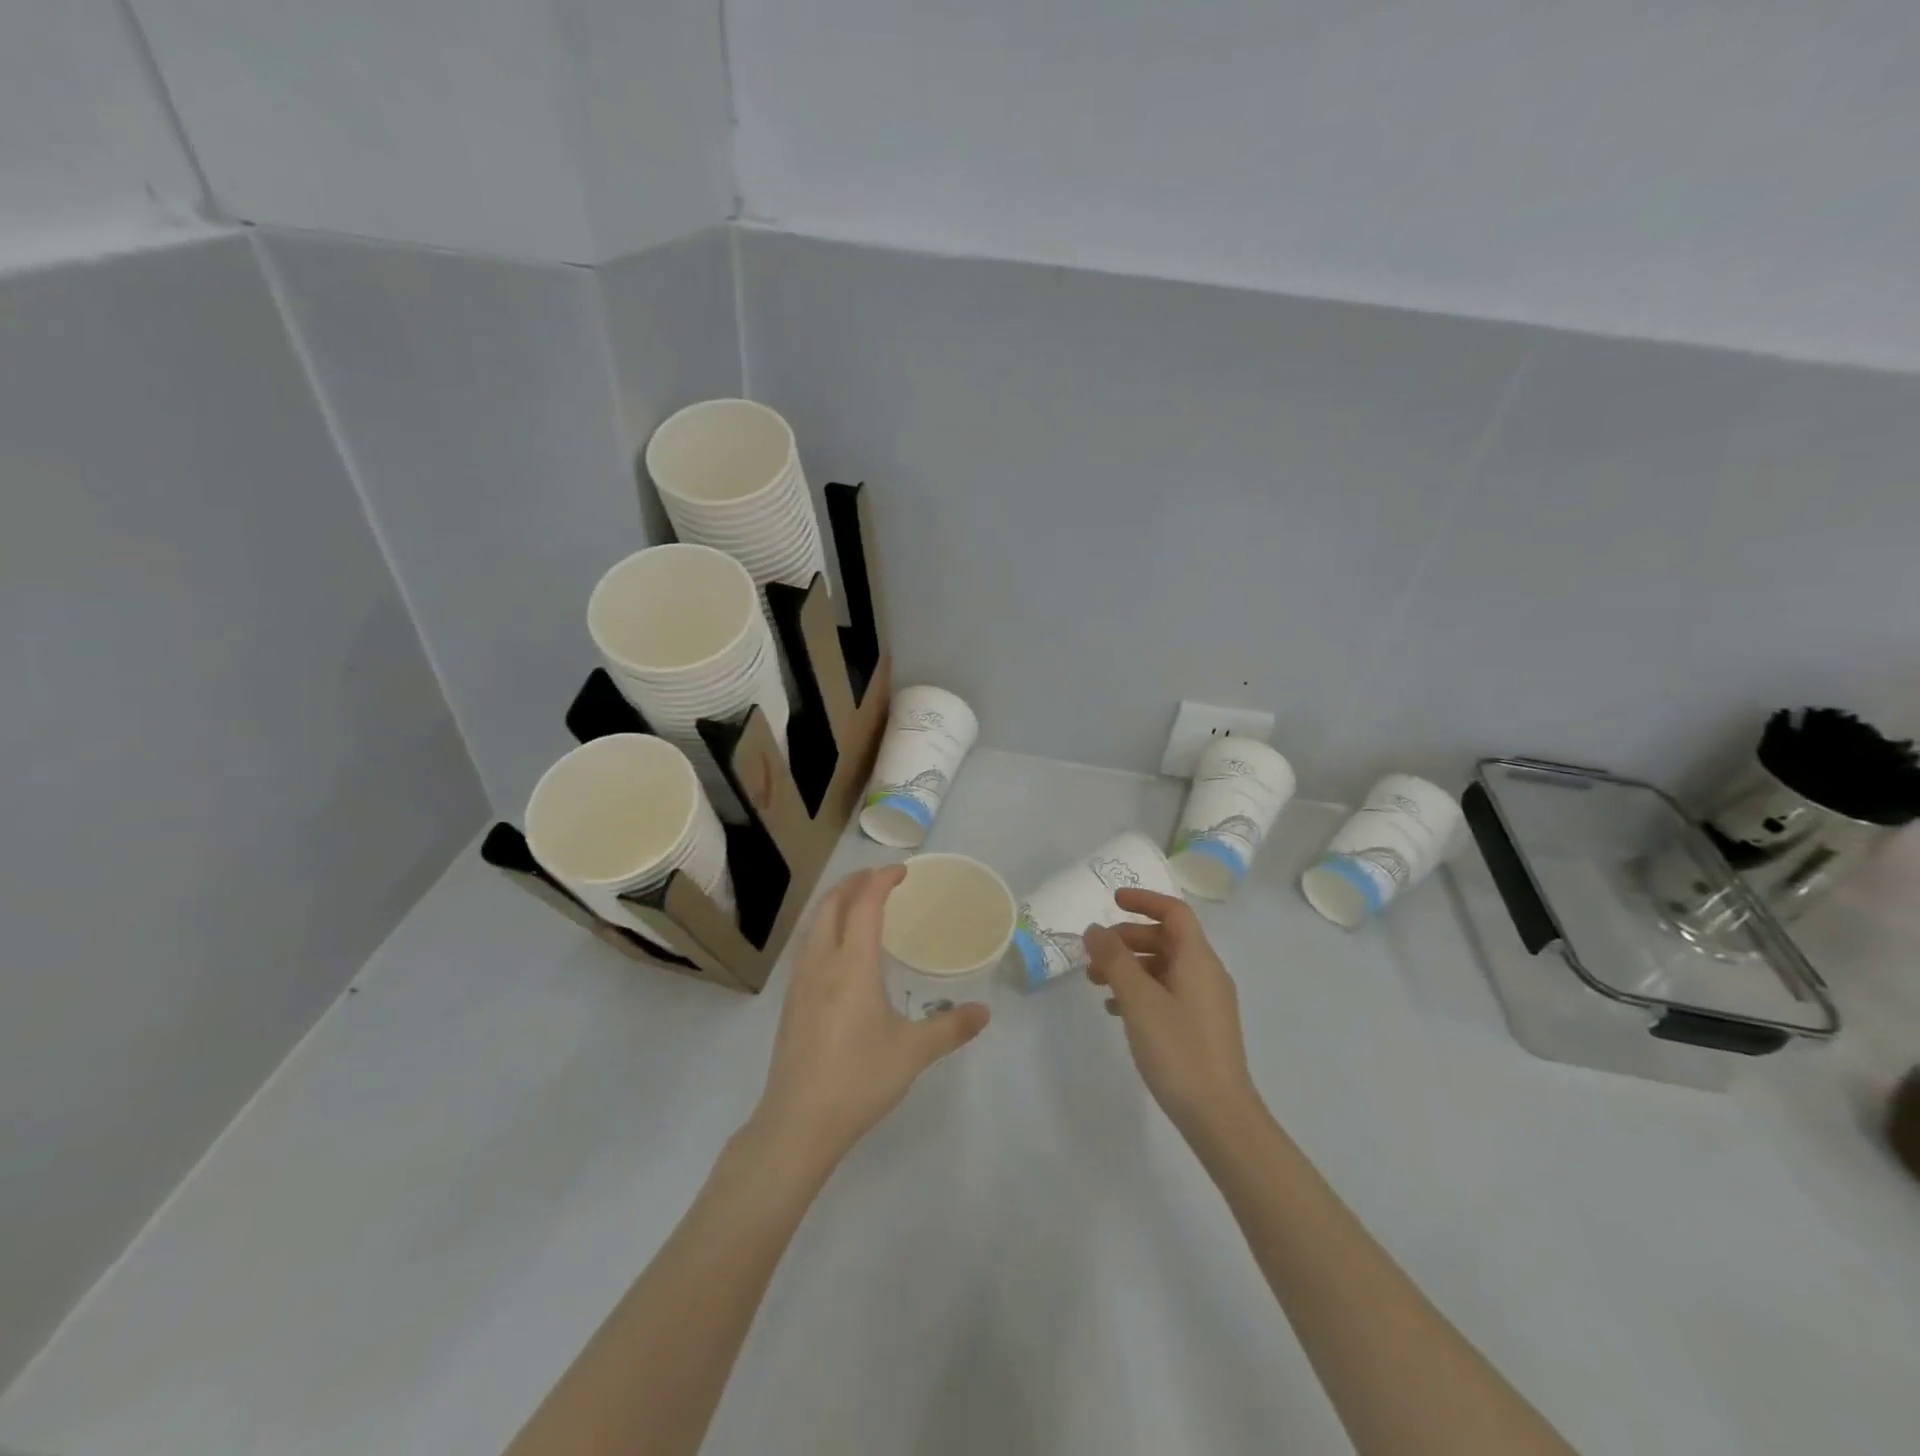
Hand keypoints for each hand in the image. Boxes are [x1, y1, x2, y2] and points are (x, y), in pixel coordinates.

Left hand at [752, 866, 989, 1164]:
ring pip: (814, 923)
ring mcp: (800, 982)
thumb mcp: (913, 1052)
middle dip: (855, 882)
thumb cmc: (859, 1079)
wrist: (797, 1123)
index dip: (881, 880)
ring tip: (859, 903)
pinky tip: (838, 950)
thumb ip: (951, 1027)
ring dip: (836, 902)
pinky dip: (825, 927)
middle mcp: (821, 962)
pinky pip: (807, 945)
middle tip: (881, 879)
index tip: (902, 871)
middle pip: (832, 904)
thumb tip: (985, 1012)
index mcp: (852, 965)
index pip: (864, 904)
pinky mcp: (790, 1002)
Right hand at [1084, 889, 1259, 1136]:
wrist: (1219, 1115)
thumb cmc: (1178, 1049)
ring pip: (1164, 967)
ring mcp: (1206, 1001)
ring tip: (1096, 983)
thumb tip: (1095, 929)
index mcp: (1198, 959)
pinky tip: (1116, 1011)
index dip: (1143, 900)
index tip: (1111, 901)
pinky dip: (1141, 990)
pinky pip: (1168, 992)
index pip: (1174, 912)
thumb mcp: (1138, 999)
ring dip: (1130, 966)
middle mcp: (1206, 973)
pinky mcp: (1201, 1026)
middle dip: (1128, 938)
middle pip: (1167, 938)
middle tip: (1094, 952)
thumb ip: (1114, 959)